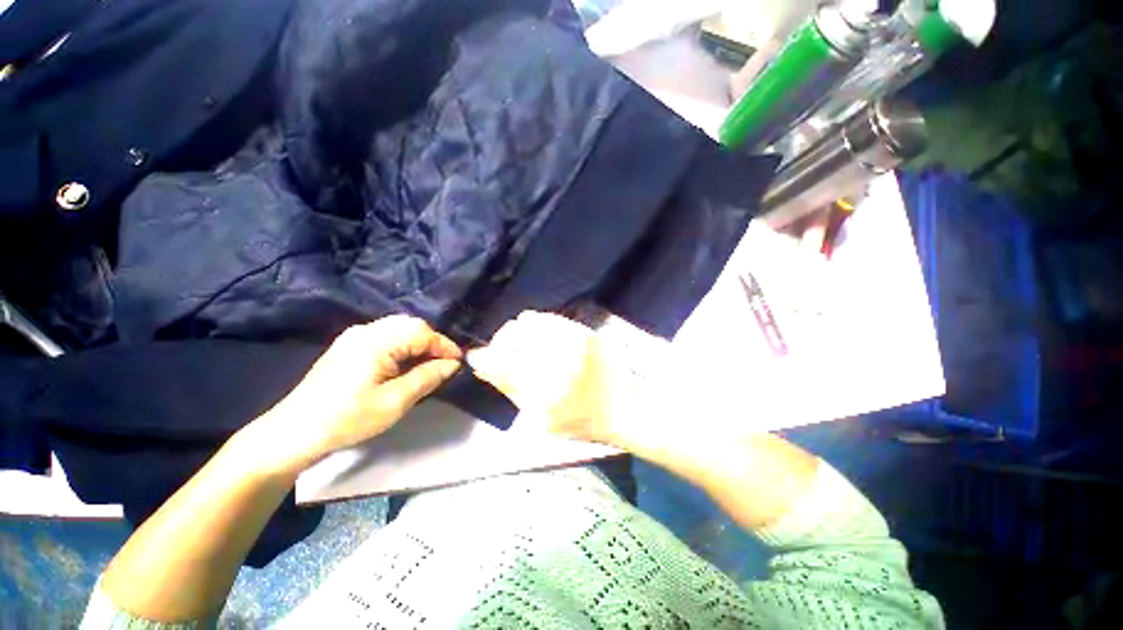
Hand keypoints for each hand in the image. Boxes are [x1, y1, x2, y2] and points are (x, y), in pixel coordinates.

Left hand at [253, 316, 461, 472]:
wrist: (295, 431)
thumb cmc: (348, 418)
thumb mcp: (395, 401)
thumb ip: (427, 378)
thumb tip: (453, 364)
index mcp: (377, 341)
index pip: (422, 333)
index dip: (445, 346)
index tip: (459, 362)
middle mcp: (366, 330)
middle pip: (411, 325)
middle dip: (433, 342)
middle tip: (444, 364)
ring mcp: (355, 336)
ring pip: (399, 329)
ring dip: (419, 343)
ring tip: (428, 364)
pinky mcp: (349, 345)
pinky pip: (386, 335)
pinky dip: (404, 345)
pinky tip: (405, 363)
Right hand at [468, 311, 614, 444]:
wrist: (624, 406)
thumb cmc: (582, 421)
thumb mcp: (541, 417)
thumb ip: (509, 388)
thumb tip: (482, 364)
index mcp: (543, 387)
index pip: (499, 360)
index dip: (485, 357)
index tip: (480, 358)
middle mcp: (557, 356)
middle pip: (512, 335)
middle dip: (501, 344)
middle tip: (506, 356)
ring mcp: (572, 338)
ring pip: (528, 321)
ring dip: (518, 332)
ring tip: (523, 347)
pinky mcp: (582, 330)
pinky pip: (548, 318)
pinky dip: (536, 325)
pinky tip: (540, 339)